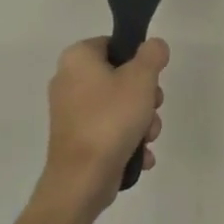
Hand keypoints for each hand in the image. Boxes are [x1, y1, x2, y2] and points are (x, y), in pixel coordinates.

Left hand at [37, 37, 167, 218]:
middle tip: (152, 108)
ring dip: (142, 121)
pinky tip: (140, 154)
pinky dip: (128, 140)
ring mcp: (72, 113)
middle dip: (145, 97)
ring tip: (146, 137)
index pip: (114, 44)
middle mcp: (69, 81)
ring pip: (120, 106)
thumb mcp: (141, 78)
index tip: (152, 77)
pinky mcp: (77, 139)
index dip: (138, 59)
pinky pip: (110, 130)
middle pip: (121, 77)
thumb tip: (154, 46)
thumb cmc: (111, 119)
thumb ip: (152, 54)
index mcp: (77, 59)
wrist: (82, 179)